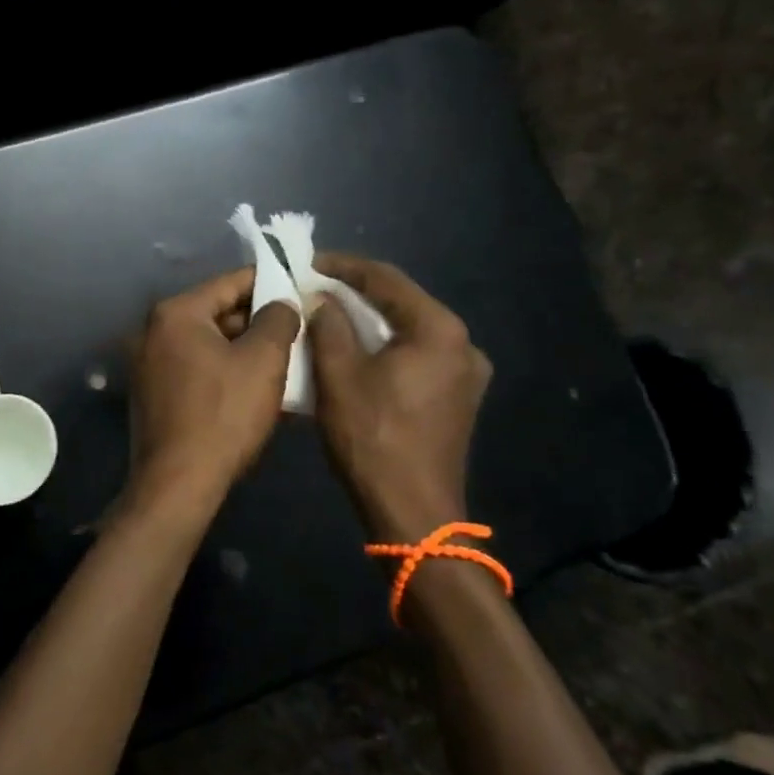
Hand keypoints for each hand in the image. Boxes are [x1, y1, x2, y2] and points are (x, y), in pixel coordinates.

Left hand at [125, 268, 301, 528]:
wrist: (178, 484)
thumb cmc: (223, 415)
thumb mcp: (263, 361)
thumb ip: (278, 319)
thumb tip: (282, 302)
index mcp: (175, 313)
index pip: (230, 283)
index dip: (269, 282)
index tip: (300, 285)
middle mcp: (153, 330)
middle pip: (217, 312)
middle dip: (258, 320)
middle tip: (298, 328)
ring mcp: (147, 362)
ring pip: (208, 343)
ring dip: (244, 349)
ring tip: (286, 358)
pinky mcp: (152, 392)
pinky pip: (196, 367)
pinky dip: (224, 369)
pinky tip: (255, 385)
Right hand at [308, 253, 491, 541]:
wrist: (412, 512)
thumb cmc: (372, 437)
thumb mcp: (338, 374)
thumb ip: (329, 325)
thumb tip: (320, 297)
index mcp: (439, 330)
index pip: (386, 279)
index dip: (343, 266)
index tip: (308, 261)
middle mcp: (462, 344)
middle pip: (402, 302)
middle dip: (356, 292)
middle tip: (314, 286)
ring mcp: (465, 373)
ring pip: (409, 329)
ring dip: (369, 320)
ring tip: (328, 313)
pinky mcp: (458, 397)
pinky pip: (417, 354)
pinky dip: (384, 345)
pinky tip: (355, 348)